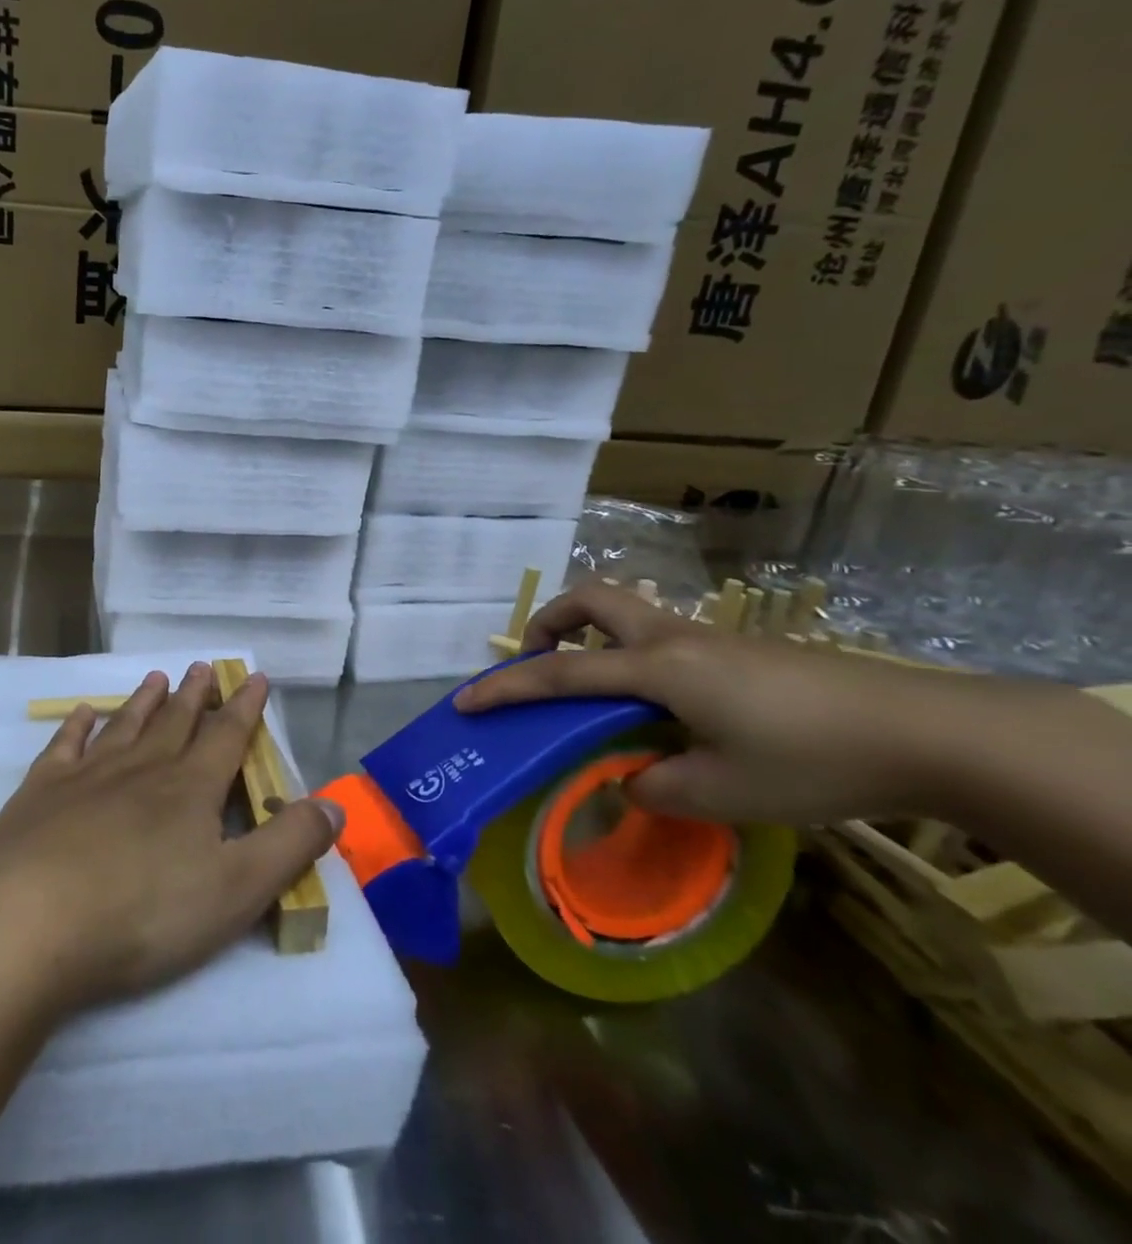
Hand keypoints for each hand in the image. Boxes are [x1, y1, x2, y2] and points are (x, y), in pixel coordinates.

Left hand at [0, 663, 343, 1014]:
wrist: (33, 923)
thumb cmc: (144, 913)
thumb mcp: (237, 890)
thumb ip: (290, 845)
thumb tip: (335, 804)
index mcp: (190, 790)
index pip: (226, 737)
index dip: (245, 708)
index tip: (254, 677)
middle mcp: (141, 768)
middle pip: (175, 723)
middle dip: (194, 696)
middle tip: (203, 666)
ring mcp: (87, 776)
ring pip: (125, 726)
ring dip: (144, 701)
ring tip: (157, 677)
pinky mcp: (40, 792)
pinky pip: (64, 746)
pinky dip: (76, 726)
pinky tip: (82, 713)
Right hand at [453, 582, 1051, 826]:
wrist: (927, 732)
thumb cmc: (812, 759)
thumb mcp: (724, 793)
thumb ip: (656, 786)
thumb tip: (627, 779)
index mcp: (657, 668)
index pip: (561, 673)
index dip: (508, 688)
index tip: (465, 702)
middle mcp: (673, 639)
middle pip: (592, 600)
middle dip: (551, 622)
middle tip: (539, 660)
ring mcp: (708, 638)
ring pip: (627, 611)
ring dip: (591, 635)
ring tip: (591, 687)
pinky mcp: (737, 649)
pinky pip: (659, 637)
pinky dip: (631, 656)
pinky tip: (660, 708)